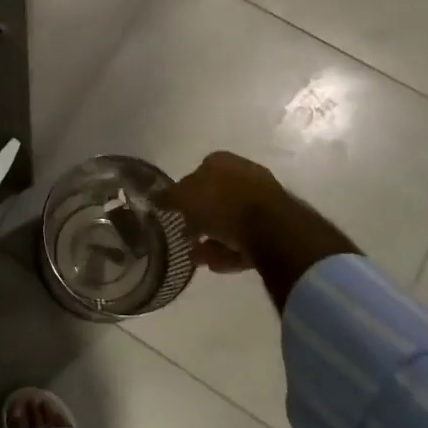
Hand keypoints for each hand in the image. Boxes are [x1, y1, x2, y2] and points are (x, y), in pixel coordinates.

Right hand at [165, 152, 356, 307]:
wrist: (271, 228)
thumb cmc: (221, 203)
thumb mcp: (184, 197)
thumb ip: (168, 196)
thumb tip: (152, 197)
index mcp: (222, 161)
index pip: (199, 171)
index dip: (185, 191)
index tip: (176, 211)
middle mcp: (244, 175)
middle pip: (216, 197)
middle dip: (200, 218)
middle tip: (185, 235)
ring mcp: (263, 201)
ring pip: (231, 221)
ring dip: (212, 239)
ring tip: (196, 258)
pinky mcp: (275, 228)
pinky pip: (246, 240)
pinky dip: (229, 251)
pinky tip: (214, 266)